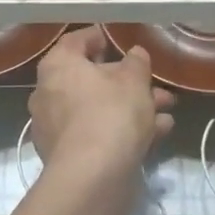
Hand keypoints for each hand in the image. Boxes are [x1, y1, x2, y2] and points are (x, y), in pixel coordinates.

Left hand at [29, 27, 174, 181]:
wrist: (93, 177)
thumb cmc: (111, 114)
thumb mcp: (134, 81)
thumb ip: (136, 63)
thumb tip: (134, 54)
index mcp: (58, 67)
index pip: (75, 42)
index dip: (97, 37)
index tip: (117, 40)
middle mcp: (48, 94)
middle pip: (91, 80)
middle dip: (128, 83)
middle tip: (156, 86)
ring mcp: (55, 128)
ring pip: (98, 109)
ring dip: (133, 108)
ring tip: (166, 111)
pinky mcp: (66, 156)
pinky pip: (97, 133)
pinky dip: (123, 131)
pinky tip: (157, 135)